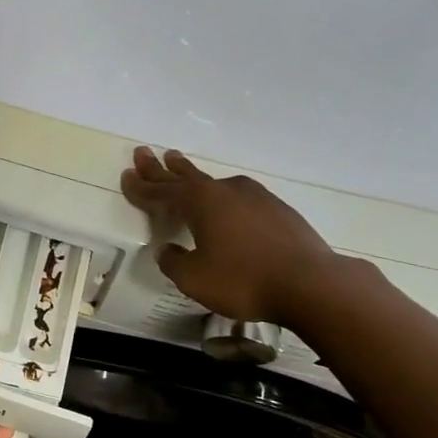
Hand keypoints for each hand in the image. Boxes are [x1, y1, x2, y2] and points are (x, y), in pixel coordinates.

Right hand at [120, 146, 351, 322]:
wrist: (311, 284)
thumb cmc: (244, 280)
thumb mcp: (194, 278)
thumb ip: (174, 262)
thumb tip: (167, 250)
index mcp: (200, 202)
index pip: (161, 193)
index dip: (140, 187)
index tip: (126, 176)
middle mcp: (225, 191)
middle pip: (185, 176)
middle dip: (161, 168)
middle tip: (144, 153)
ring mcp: (255, 197)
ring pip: (213, 182)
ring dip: (191, 174)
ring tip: (178, 164)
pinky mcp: (277, 210)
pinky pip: (237, 195)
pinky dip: (220, 194)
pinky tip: (224, 199)